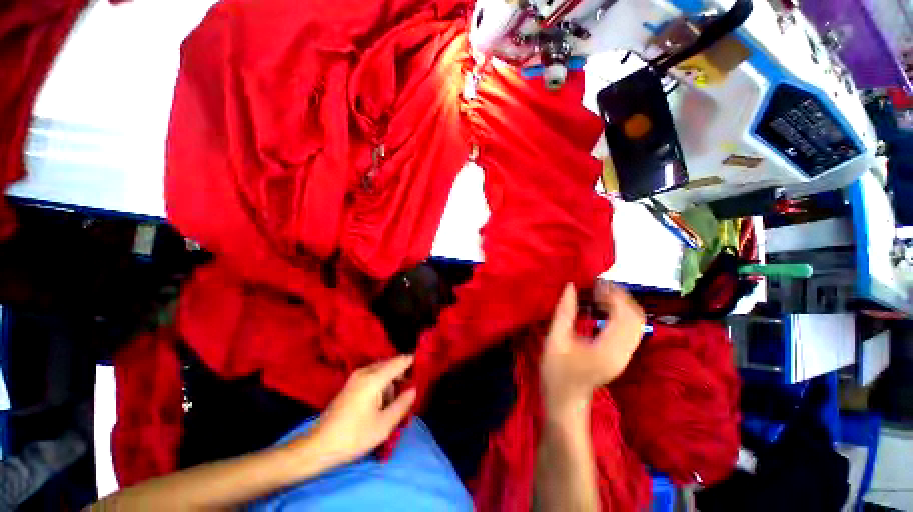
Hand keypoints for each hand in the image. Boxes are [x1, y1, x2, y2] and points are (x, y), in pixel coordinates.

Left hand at [299, 355, 416, 465]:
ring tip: (396, 403)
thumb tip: (414, 389)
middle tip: (412, 391)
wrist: (319, 446)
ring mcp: (356, 376)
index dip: (414, 362)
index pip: (400, 361)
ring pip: (382, 370)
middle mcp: (365, 371)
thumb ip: (403, 404)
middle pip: (391, 364)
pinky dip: (382, 384)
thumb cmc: (354, 436)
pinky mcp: (351, 384)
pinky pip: (373, 376)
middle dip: (403, 374)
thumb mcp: (384, 425)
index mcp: (374, 378)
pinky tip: (382, 403)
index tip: (426, 367)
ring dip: (392, 381)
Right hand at [540, 282, 644, 419]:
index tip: (594, 282)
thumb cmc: (556, 372)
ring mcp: (626, 355)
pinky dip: (620, 313)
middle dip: (620, 296)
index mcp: (609, 349)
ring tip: (599, 294)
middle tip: (597, 286)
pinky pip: (630, 328)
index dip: (613, 295)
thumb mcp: (555, 340)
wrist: (565, 401)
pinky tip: (603, 308)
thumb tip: (570, 286)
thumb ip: (564, 312)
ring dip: (621, 304)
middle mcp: (624, 352)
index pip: (624, 314)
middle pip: (636, 317)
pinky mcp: (622, 355)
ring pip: (637, 322)